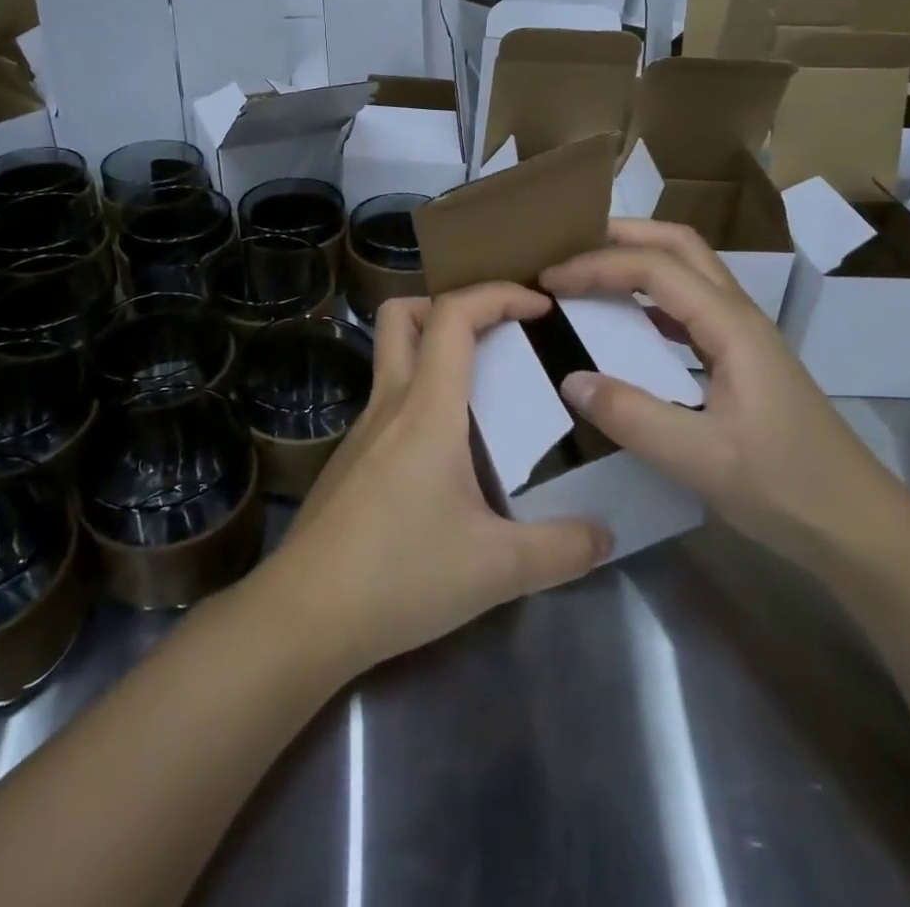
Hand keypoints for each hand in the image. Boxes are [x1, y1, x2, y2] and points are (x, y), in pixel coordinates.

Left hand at [250, 283, 612, 677]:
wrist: (304, 615)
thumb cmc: (401, 575)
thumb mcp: (496, 568)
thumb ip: (560, 549)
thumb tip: (605, 535)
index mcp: (426, 408)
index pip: (453, 315)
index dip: (497, 294)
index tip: (539, 306)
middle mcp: (389, 404)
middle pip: (401, 315)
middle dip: (449, 304)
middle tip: (495, 333)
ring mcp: (362, 431)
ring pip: (391, 358)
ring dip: (434, 352)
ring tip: (484, 393)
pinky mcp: (350, 461)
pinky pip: (389, 404)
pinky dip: (422, 398)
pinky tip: (448, 455)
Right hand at [539, 219, 902, 570]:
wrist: (860, 527)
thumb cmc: (786, 487)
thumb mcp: (701, 459)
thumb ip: (632, 416)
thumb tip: (569, 379)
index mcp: (731, 326)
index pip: (654, 267)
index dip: (596, 265)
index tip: (548, 279)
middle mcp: (739, 316)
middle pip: (680, 245)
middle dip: (622, 235)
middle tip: (568, 247)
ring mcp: (744, 336)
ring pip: (688, 270)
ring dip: (638, 259)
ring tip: (588, 273)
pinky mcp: (742, 359)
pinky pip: (689, 306)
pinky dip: (650, 297)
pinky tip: (626, 322)